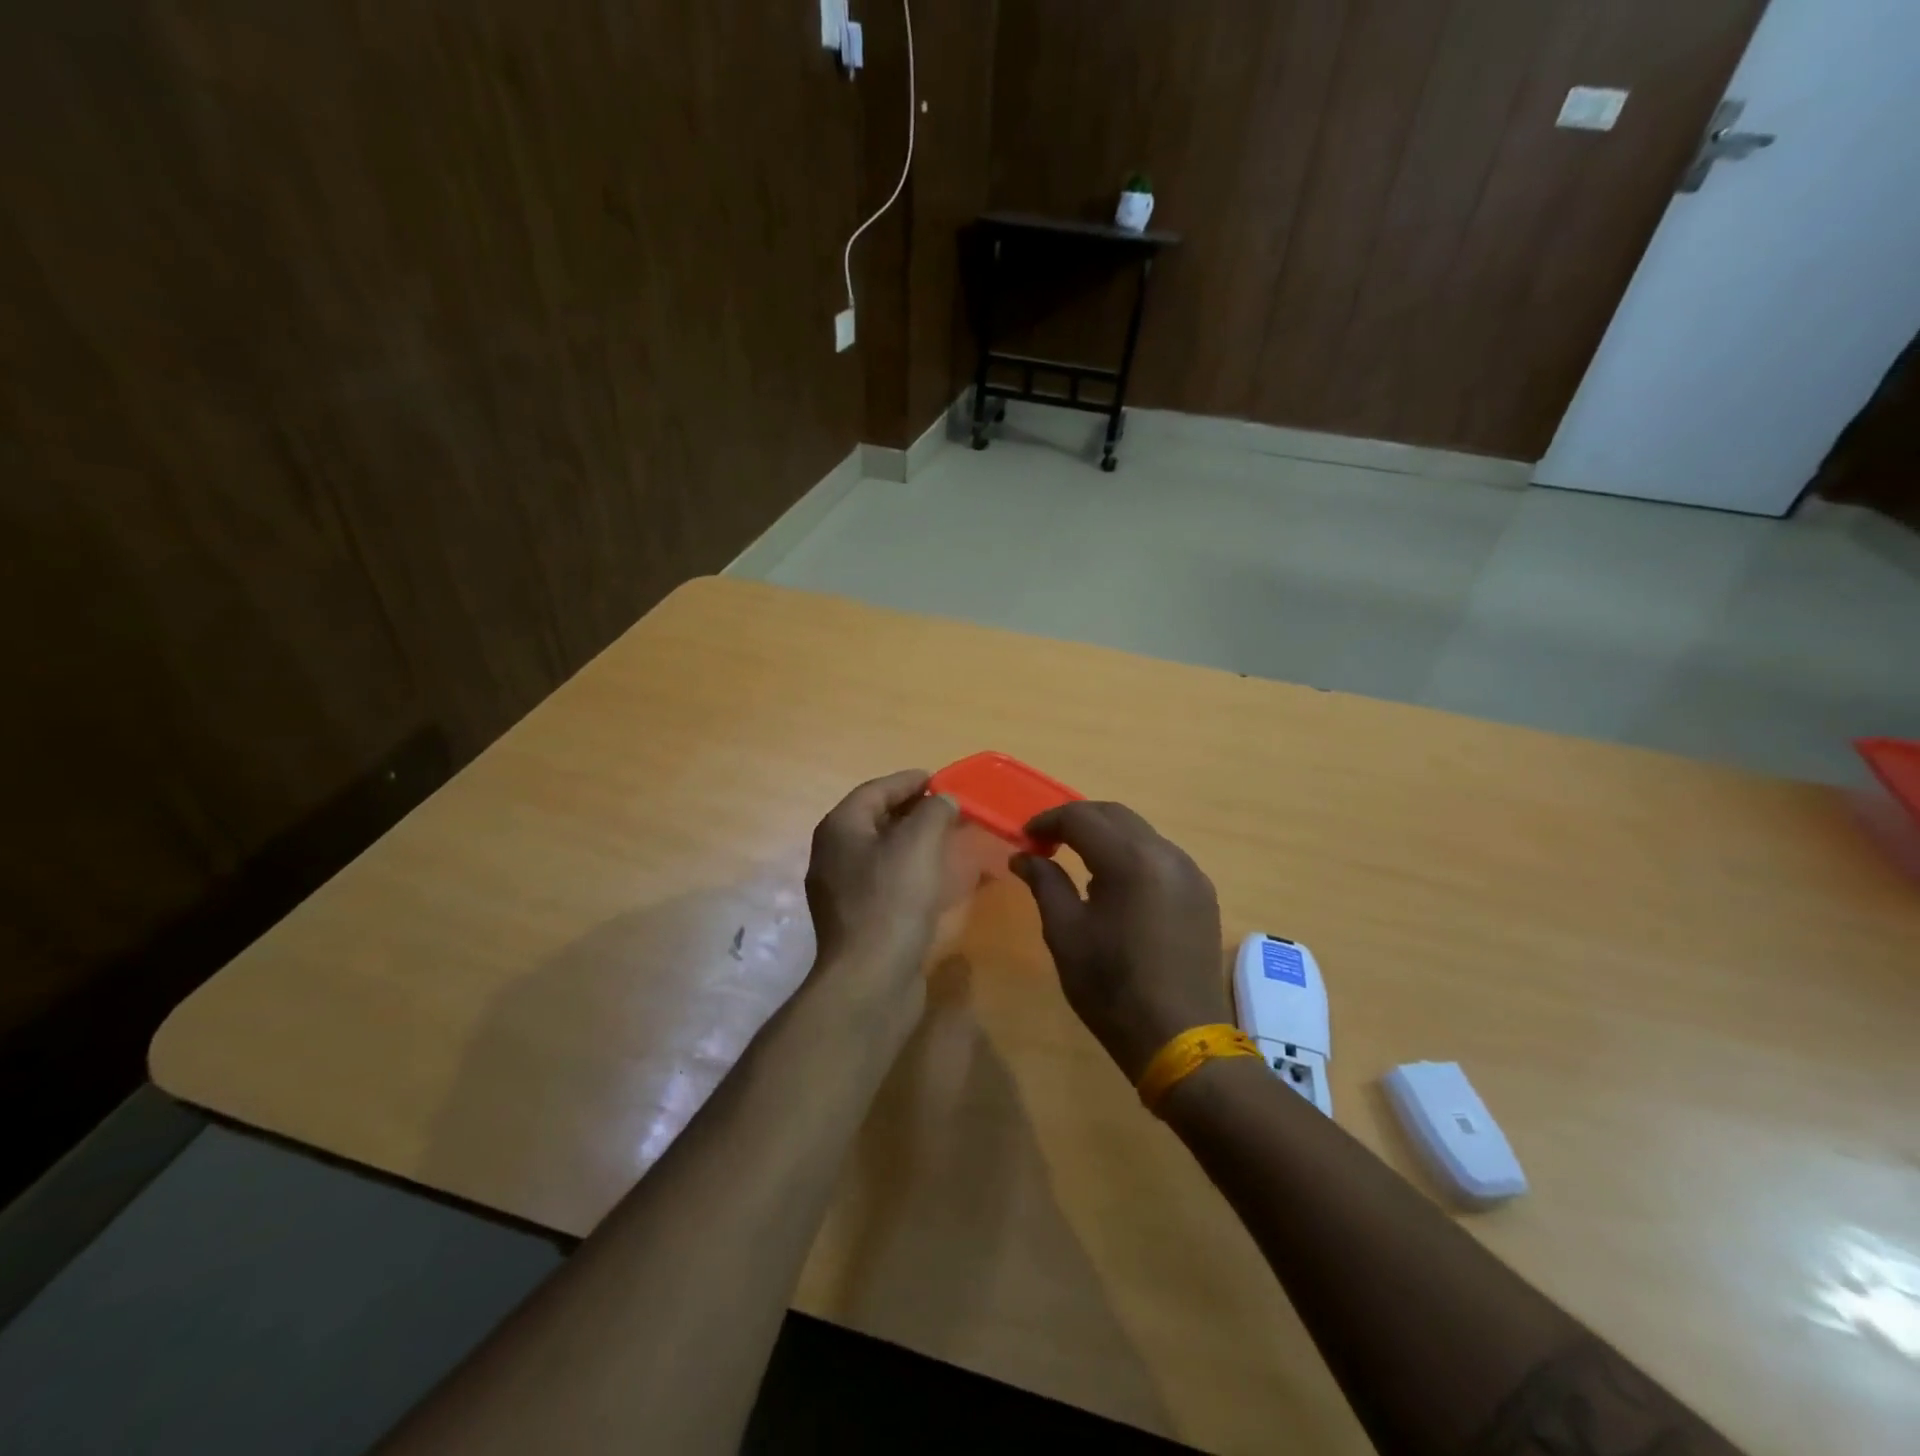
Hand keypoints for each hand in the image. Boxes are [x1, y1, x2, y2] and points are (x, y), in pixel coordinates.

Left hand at [805, 771, 959, 1009]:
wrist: (870, 979)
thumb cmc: (892, 900)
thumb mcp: (919, 843)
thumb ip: (934, 811)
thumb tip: (943, 800)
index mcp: (839, 828)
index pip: (875, 790)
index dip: (909, 781)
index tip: (941, 780)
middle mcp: (832, 854)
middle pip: (875, 819)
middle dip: (912, 810)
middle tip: (948, 808)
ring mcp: (840, 889)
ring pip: (881, 851)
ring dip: (913, 841)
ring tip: (947, 839)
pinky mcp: (856, 919)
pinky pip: (884, 880)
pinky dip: (909, 870)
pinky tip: (934, 878)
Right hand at [1012, 801, 1231, 1080]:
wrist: (1180, 1038)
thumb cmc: (1112, 987)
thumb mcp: (1066, 934)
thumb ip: (1045, 883)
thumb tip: (1024, 856)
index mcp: (1130, 860)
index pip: (1081, 817)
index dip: (1048, 821)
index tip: (1026, 839)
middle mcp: (1166, 854)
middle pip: (1115, 815)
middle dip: (1077, 821)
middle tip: (1047, 844)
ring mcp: (1190, 872)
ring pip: (1141, 832)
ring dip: (1106, 836)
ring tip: (1078, 862)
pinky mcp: (1202, 893)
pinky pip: (1161, 856)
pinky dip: (1132, 855)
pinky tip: (1116, 885)